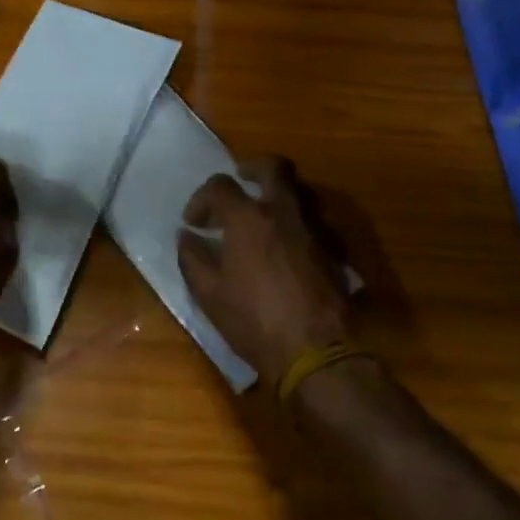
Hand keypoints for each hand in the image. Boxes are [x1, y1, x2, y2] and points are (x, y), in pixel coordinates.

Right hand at [176, 156, 351, 386]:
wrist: (315, 352)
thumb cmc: (254, 320)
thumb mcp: (209, 294)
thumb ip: (193, 258)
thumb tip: (186, 236)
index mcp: (248, 218)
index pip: (220, 186)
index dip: (202, 198)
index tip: (194, 222)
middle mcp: (283, 213)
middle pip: (274, 167)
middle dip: (253, 167)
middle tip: (241, 179)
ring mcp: (313, 230)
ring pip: (300, 192)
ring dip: (278, 195)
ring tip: (263, 215)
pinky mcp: (333, 252)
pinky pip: (314, 222)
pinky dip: (297, 224)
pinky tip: (286, 246)